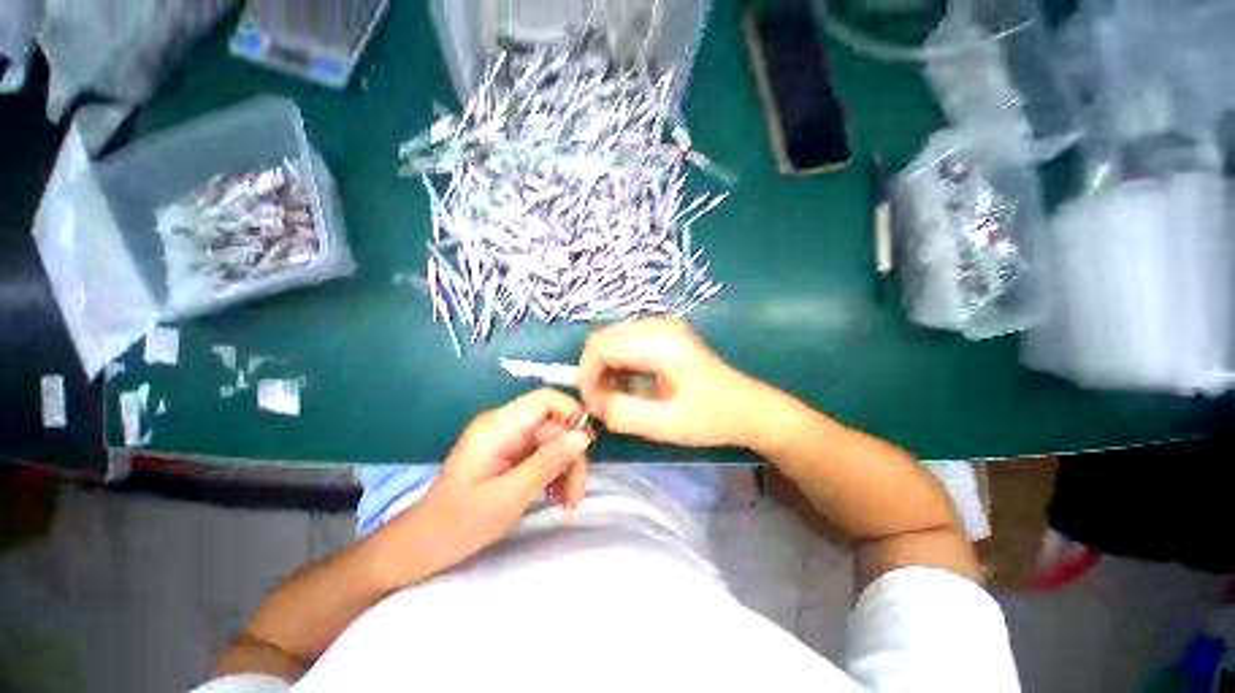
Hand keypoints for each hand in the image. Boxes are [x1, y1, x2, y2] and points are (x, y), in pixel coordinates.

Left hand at [391, 389, 592, 577]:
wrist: (421, 547)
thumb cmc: (461, 523)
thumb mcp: (511, 495)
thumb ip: (549, 461)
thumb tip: (583, 436)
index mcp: (498, 426)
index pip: (545, 399)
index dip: (572, 413)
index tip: (587, 445)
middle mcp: (504, 425)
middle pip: (553, 424)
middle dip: (571, 455)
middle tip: (576, 494)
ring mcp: (506, 439)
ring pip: (552, 440)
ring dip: (565, 468)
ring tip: (567, 502)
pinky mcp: (509, 454)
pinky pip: (542, 453)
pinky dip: (553, 473)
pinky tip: (556, 497)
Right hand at [579, 319, 764, 446]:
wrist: (747, 407)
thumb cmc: (711, 417)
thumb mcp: (665, 425)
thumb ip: (622, 414)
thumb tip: (594, 404)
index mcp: (660, 342)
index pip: (600, 346)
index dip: (587, 376)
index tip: (594, 406)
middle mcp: (658, 324)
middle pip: (602, 339)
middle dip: (594, 373)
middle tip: (603, 405)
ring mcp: (662, 326)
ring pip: (611, 341)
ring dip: (606, 370)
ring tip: (616, 399)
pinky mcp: (664, 333)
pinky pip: (626, 343)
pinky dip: (619, 365)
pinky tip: (629, 386)